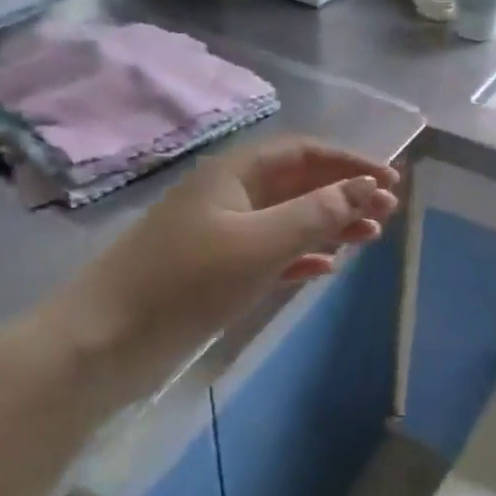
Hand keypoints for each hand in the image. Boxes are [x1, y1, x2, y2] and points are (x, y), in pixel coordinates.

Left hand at [60, 138, 400, 358]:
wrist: (104, 342)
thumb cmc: (186, 282)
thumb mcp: (260, 244)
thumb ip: (316, 213)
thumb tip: (366, 188)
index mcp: (234, 174)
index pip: (304, 153)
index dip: (350, 163)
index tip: (391, 182)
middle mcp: (228, 195)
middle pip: (297, 183)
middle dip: (344, 194)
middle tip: (387, 214)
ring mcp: (220, 234)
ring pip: (286, 218)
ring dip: (328, 224)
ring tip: (368, 238)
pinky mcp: (213, 271)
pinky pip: (269, 251)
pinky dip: (299, 254)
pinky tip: (324, 266)